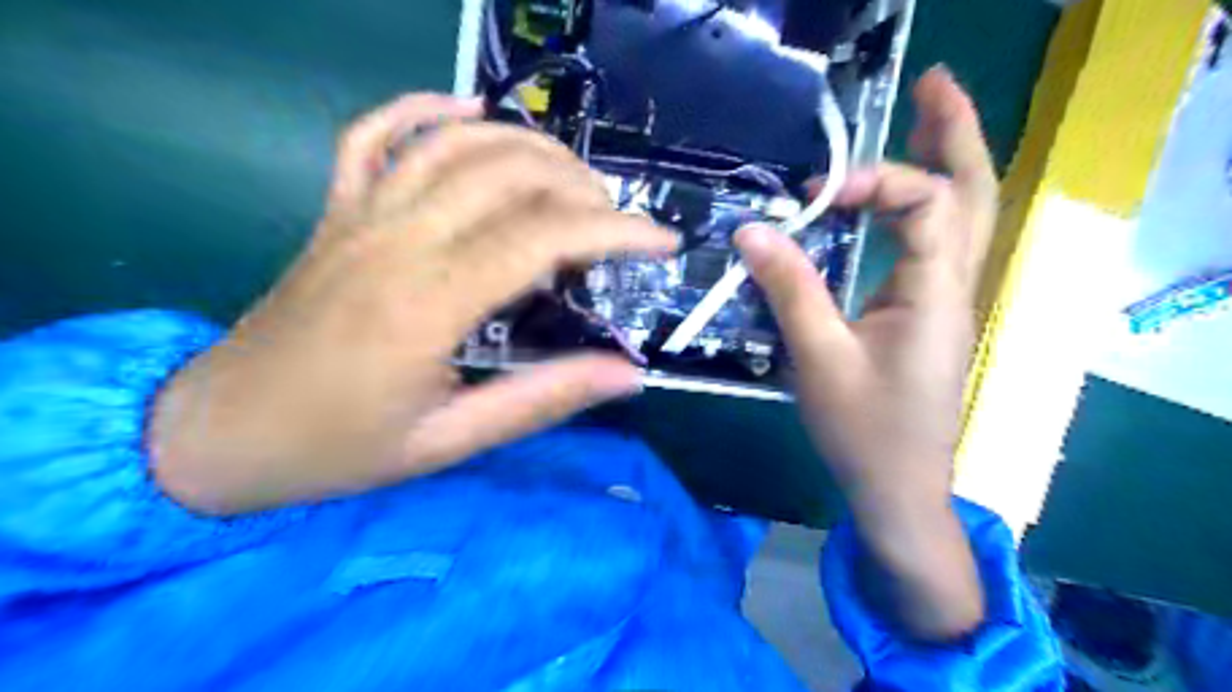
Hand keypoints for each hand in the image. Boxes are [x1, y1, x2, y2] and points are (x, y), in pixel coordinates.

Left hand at [153, 92, 682, 512]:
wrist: (221, 433)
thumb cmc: (338, 448)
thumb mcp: (450, 442)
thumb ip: (543, 400)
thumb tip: (628, 375)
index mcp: (426, 303)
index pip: (541, 236)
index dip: (614, 230)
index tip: (661, 242)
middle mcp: (395, 240)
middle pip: (506, 173)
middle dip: (581, 187)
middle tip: (615, 226)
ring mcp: (359, 217)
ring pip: (454, 143)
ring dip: (527, 146)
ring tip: (571, 178)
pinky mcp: (336, 214)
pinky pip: (374, 136)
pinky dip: (423, 109)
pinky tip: (467, 108)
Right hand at [736, 68, 993, 639]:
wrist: (898, 488)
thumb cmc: (863, 430)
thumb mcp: (819, 358)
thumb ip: (790, 289)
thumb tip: (752, 231)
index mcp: (934, 294)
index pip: (927, 203)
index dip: (877, 180)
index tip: (817, 193)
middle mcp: (953, 288)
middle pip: (974, 193)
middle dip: (955, 132)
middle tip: (930, 85)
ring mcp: (945, 302)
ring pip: (963, 217)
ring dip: (944, 163)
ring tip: (921, 119)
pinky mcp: (927, 316)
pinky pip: (934, 245)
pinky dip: (918, 207)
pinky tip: (890, 201)